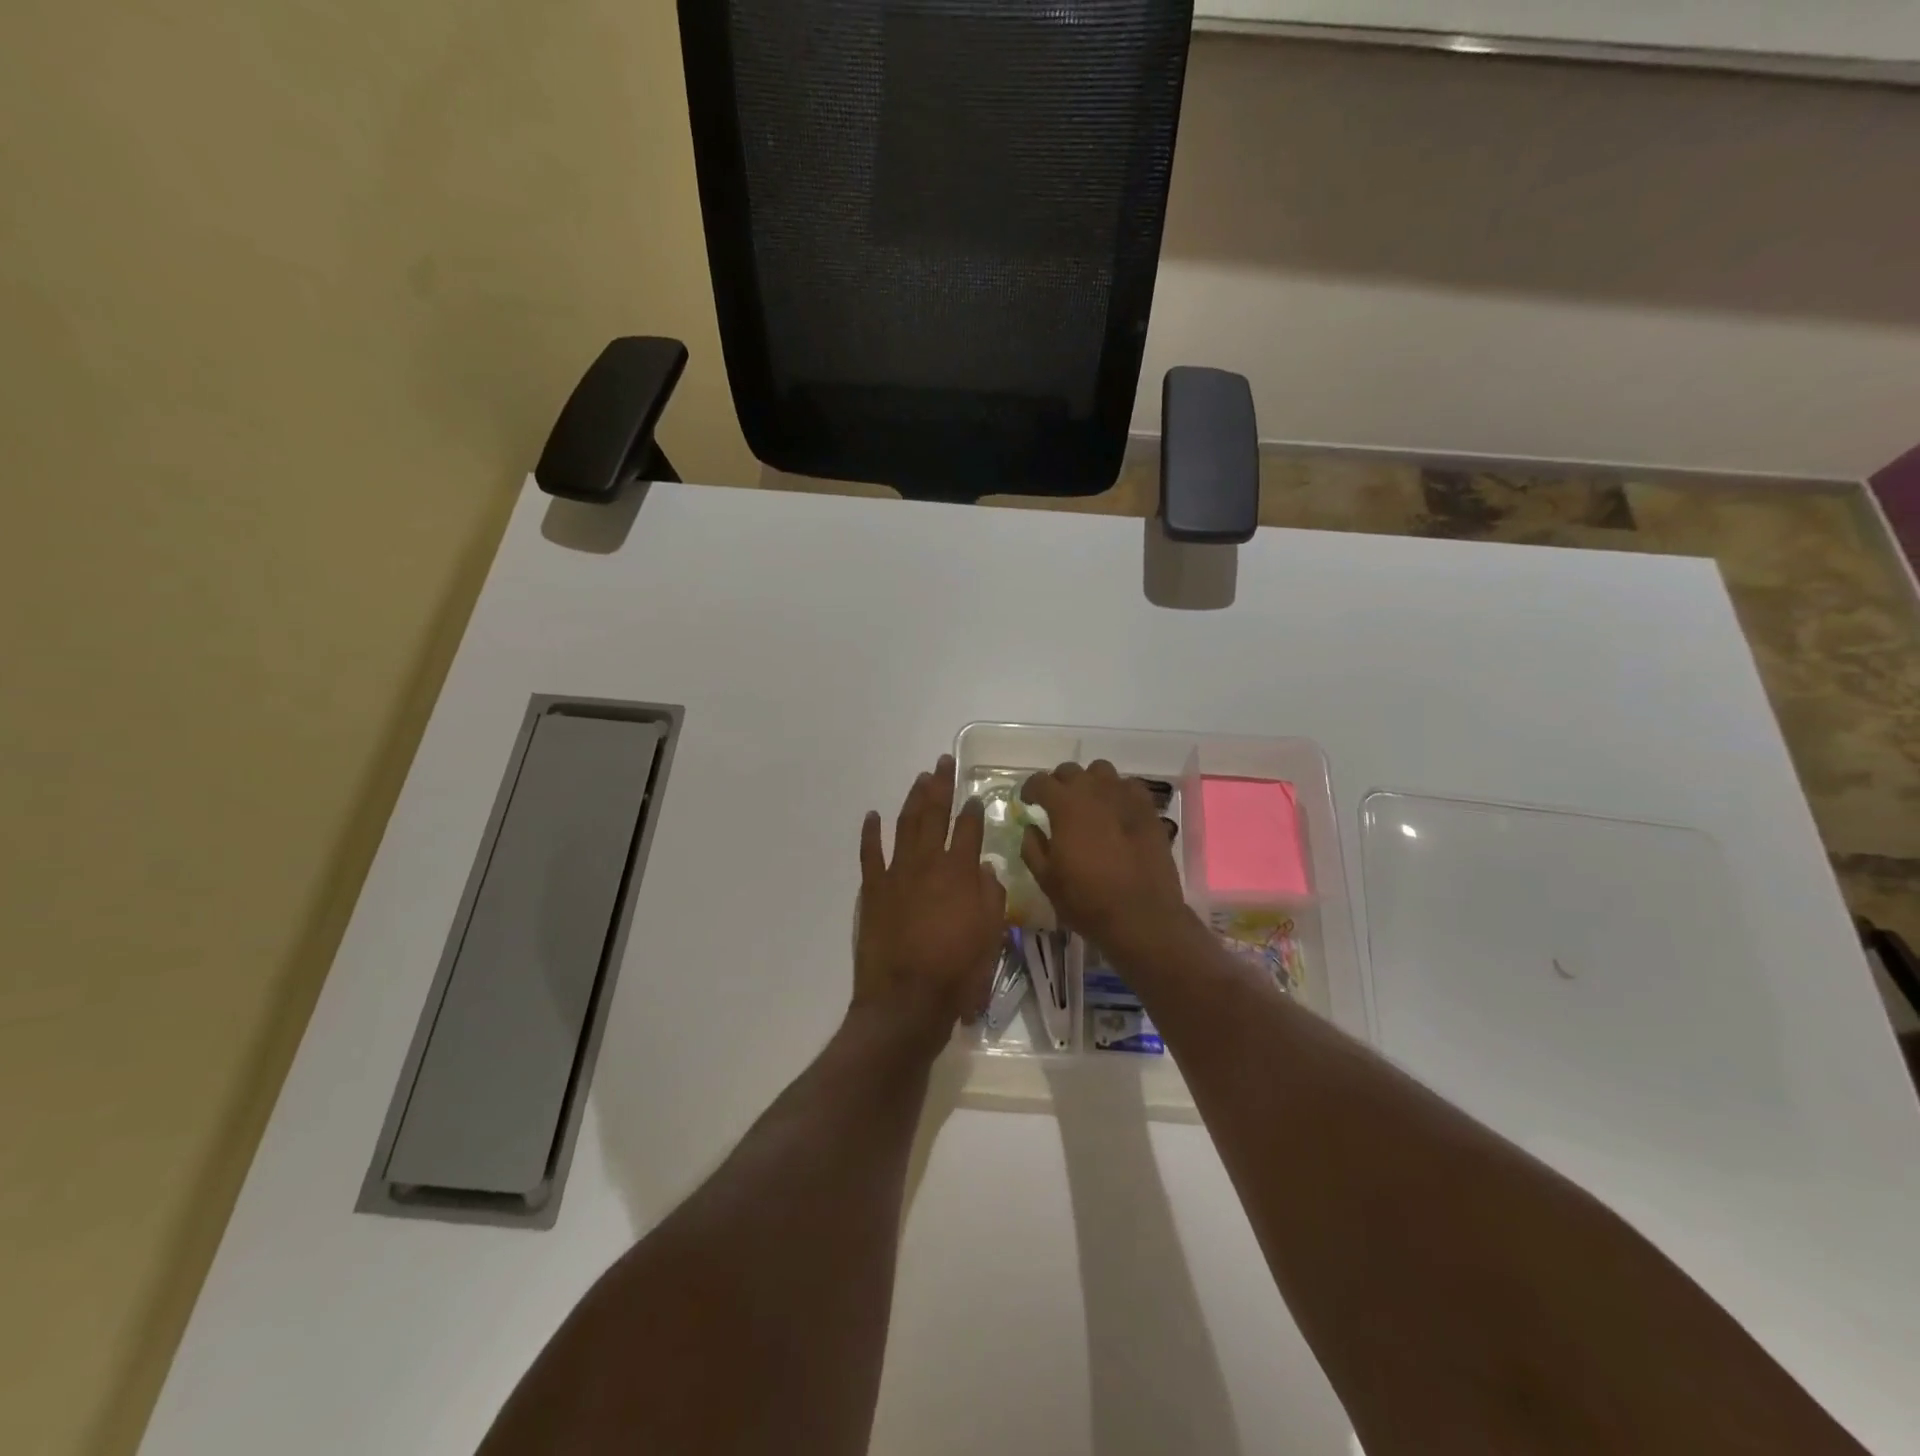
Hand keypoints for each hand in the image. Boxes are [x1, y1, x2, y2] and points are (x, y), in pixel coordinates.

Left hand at [853, 755, 1006, 1050]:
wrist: (906, 1000)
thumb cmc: (957, 972)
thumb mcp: (991, 936)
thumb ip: (991, 896)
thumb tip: (985, 868)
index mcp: (960, 873)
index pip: (968, 830)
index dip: (973, 810)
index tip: (975, 796)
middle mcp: (928, 864)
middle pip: (934, 815)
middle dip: (940, 786)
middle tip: (942, 762)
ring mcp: (896, 874)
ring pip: (905, 825)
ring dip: (912, 799)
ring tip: (920, 779)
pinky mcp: (873, 890)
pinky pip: (870, 854)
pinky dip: (870, 833)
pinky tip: (872, 815)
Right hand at [1020, 760, 1193, 957]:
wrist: (1142, 917)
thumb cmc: (1087, 900)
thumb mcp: (1047, 879)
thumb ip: (1032, 847)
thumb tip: (1031, 828)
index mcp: (1065, 805)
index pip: (1040, 781)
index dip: (1030, 789)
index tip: (1028, 802)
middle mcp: (1095, 791)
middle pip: (1070, 770)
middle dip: (1058, 783)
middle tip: (1056, 804)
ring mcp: (1125, 797)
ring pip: (1101, 771)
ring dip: (1089, 782)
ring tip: (1088, 803)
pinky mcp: (1149, 810)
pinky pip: (1129, 787)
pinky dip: (1118, 793)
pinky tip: (1116, 812)